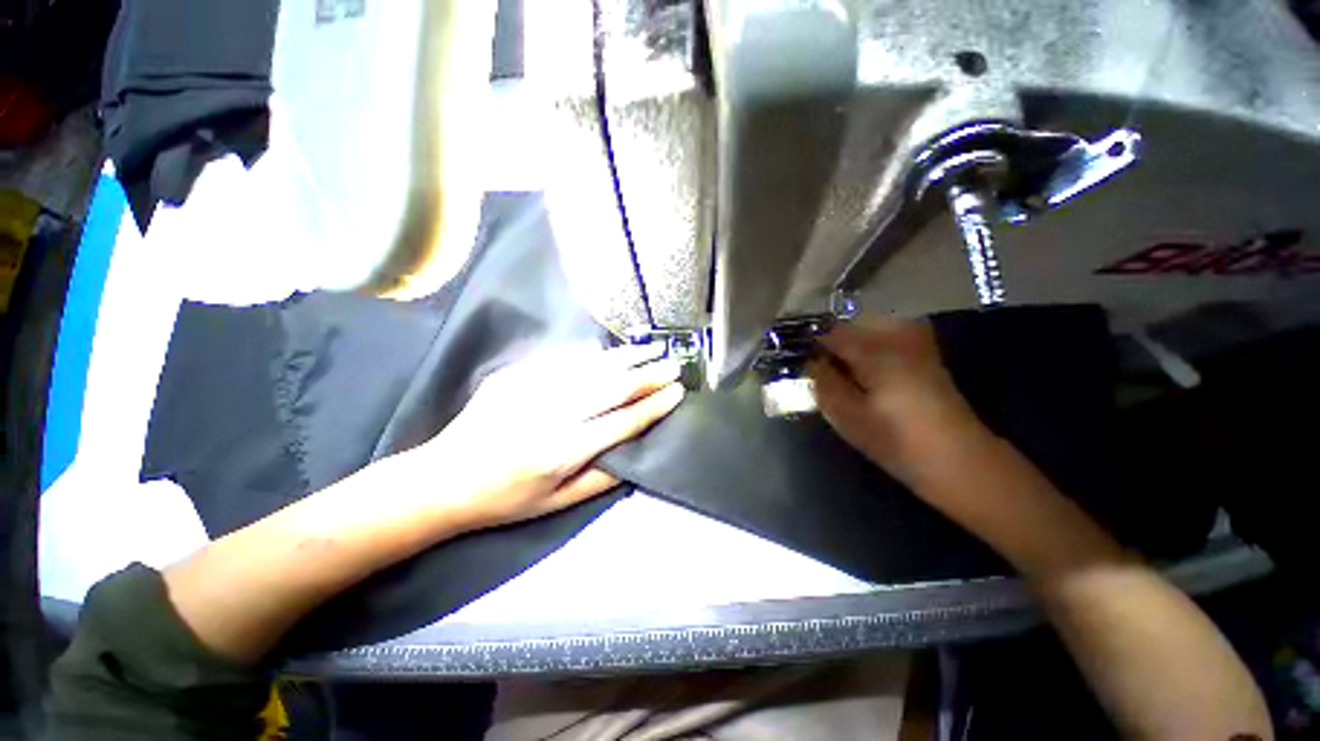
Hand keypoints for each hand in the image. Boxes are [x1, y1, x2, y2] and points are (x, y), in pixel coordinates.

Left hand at [420, 342, 685, 530]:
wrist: (442, 479)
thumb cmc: (505, 499)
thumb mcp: (556, 504)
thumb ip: (600, 479)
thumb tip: (636, 452)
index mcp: (562, 452)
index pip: (622, 422)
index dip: (654, 406)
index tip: (677, 392)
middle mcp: (551, 416)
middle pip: (612, 388)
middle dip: (648, 375)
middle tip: (673, 364)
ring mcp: (531, 390)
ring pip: (591, 366)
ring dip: (625, 357)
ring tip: (651, 349)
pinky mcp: (516, 375)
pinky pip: (563, 359)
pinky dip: (592, 355)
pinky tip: (610, 352)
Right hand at [807, 316, 985, 484]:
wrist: (957, 458)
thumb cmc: (896, 440)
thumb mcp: (847, 416)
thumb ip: (823, 382)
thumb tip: (809, 360)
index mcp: (875, 350)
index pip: (828, 332)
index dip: (807, 341)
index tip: (792, 353)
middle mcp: (895, 335)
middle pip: (848, 322)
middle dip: (827, 337)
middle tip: (812, 361)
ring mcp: (914, 339)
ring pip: (866, 325)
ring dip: (846, 340)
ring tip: (832, 364)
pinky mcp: (923, 350)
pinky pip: (883, 333)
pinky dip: (865, 343)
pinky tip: (859, 365)